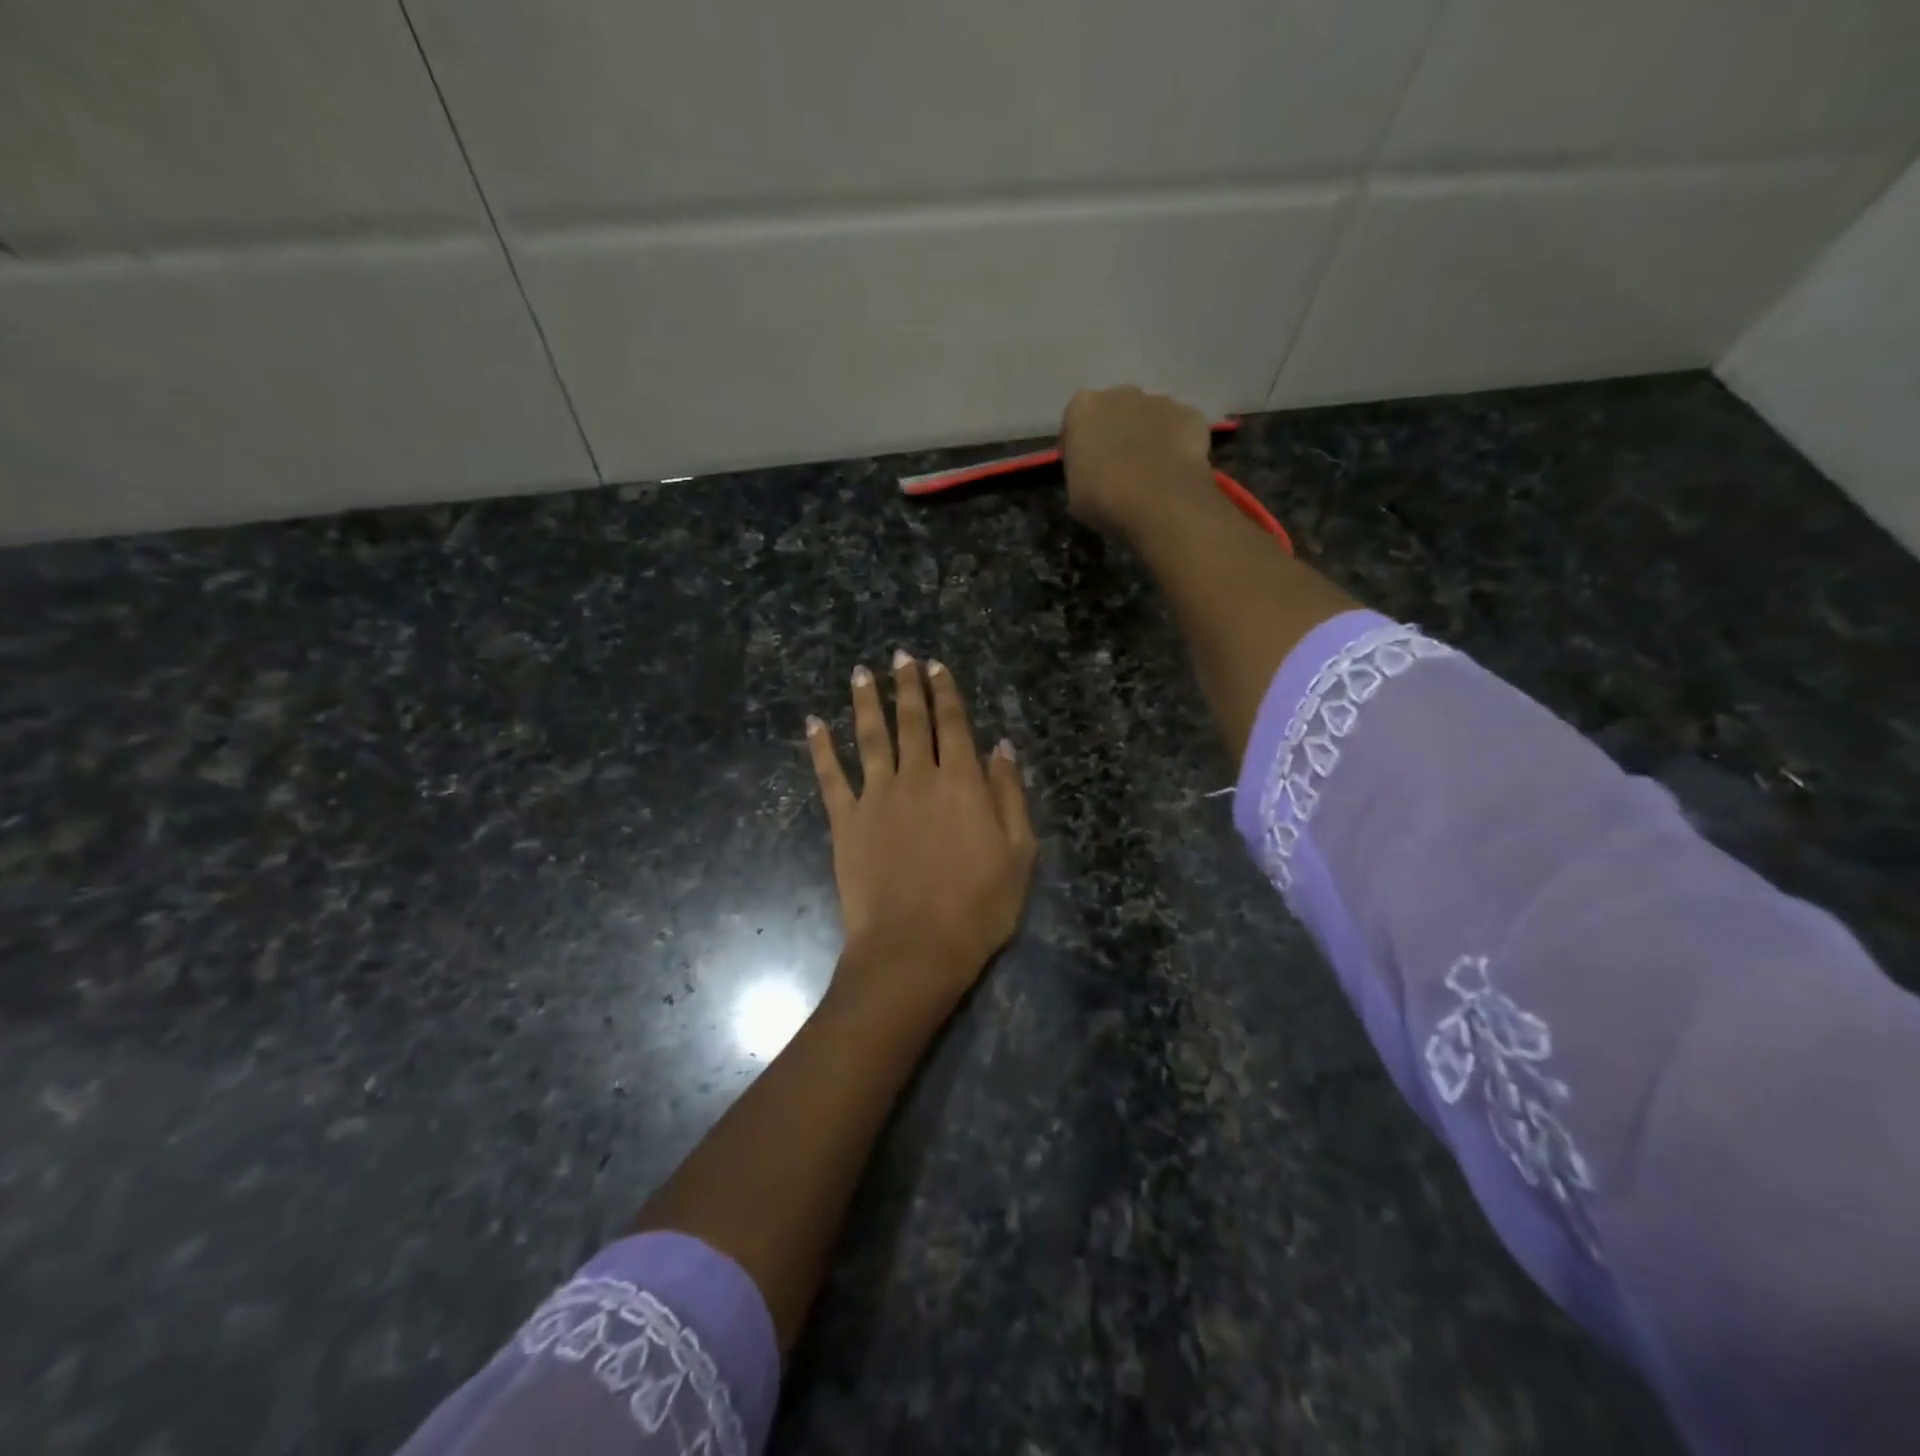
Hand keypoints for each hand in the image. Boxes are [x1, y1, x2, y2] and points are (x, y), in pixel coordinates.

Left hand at [806, 652, 1036, 1022]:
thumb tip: (1001, 747)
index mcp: (960, 782)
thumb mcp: (1018, 852)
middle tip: (900, 655)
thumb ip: (1009, 794)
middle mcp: (916, 777)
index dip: (946, 693)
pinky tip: (814, 723)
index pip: (953, 724)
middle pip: (911, 721)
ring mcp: (876, 796)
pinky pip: (830, 776)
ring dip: (866, 702)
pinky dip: (822, 748)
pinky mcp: (846, 821)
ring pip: (870, 737)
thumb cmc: (978, 906)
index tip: (936, 666)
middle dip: (907, 685)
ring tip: (861, 673)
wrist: (915, 947)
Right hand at [1059, 385, 1215, 535]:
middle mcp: (1120, 393)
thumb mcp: (1073, 493)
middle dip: (1116, 431)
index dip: (1080, 445)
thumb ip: (1080, 471)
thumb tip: (1091, 473)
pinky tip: (1175, 470)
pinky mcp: (1191, 415)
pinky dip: (1177, 443)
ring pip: (1149, 416)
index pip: (1076, 421)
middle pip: (1115, 410)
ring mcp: (1160, 400)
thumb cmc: (1104, 500)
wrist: (1160, 504)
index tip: (1084, 467)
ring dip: (1147, 435)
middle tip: (1118, 467)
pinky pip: (1179, 427)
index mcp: (1083, 408)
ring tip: (1150, 471)